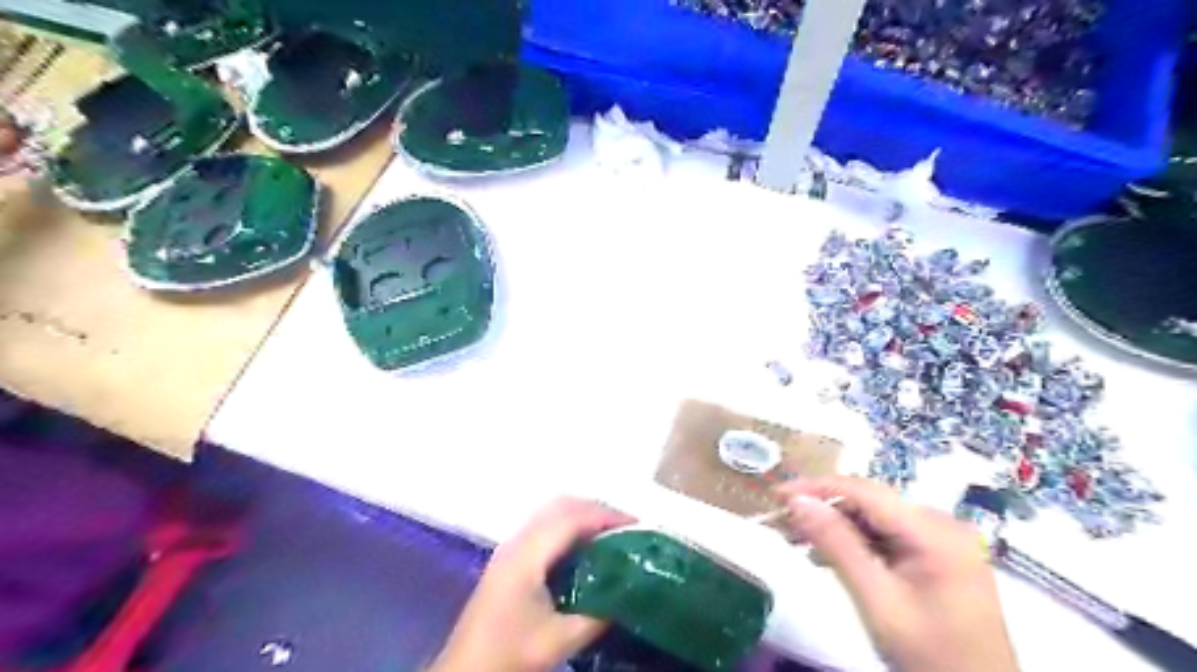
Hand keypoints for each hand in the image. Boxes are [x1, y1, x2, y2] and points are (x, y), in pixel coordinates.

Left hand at [429, 495, 634, 671]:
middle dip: (597, 510)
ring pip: (552, 513)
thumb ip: (596, 615)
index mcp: (527, 554)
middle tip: (628, 529)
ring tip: (613, 536)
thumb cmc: (508, 654)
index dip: (606, 516)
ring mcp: (511, 547)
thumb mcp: (558, 640)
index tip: (638, 526)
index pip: (572, 518)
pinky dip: (571, 527)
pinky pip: (546, 527)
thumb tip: (629, 594)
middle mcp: (517, 541)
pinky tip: (585, 549)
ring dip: (584, 516)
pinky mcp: (510, 558)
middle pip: (561, 506)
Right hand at [778, 477, 1018, 670]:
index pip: (865, 492)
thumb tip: (797, 501)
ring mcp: (940, 539)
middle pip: (869, 503)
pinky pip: (885, 535)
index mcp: (935, 531)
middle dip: (822, 509)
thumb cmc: (929, 656)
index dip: (816, 488)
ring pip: (873, 518)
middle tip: (781, 522)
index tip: (777, 495)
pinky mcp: (936, 555)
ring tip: (795, 539)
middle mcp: (941, 524)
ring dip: (834, 526)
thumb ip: (837, 545)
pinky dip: (854, 542)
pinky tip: (827, 556)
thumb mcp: (876, 600)